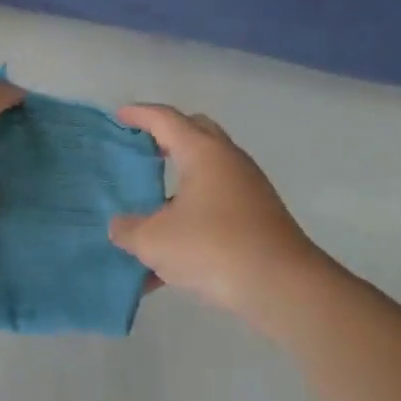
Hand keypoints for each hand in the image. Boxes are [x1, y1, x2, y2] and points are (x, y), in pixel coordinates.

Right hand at [108, 105, 320, 315]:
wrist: (281, 286)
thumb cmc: (213, 248)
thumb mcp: (154, 241)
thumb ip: (128, 229)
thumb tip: (120, 226)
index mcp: (203, 153)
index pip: (166, 119)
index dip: (139, 114)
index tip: (119, 115)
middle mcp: (228, 162)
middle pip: (194, 133)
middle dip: (166, 138)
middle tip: (140, 149)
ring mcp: (246, 190)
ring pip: (206, 173)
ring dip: (177, 183)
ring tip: (148, 207)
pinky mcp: (256, 219)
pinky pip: (214, 207)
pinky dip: (189, 220)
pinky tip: (165, 265)